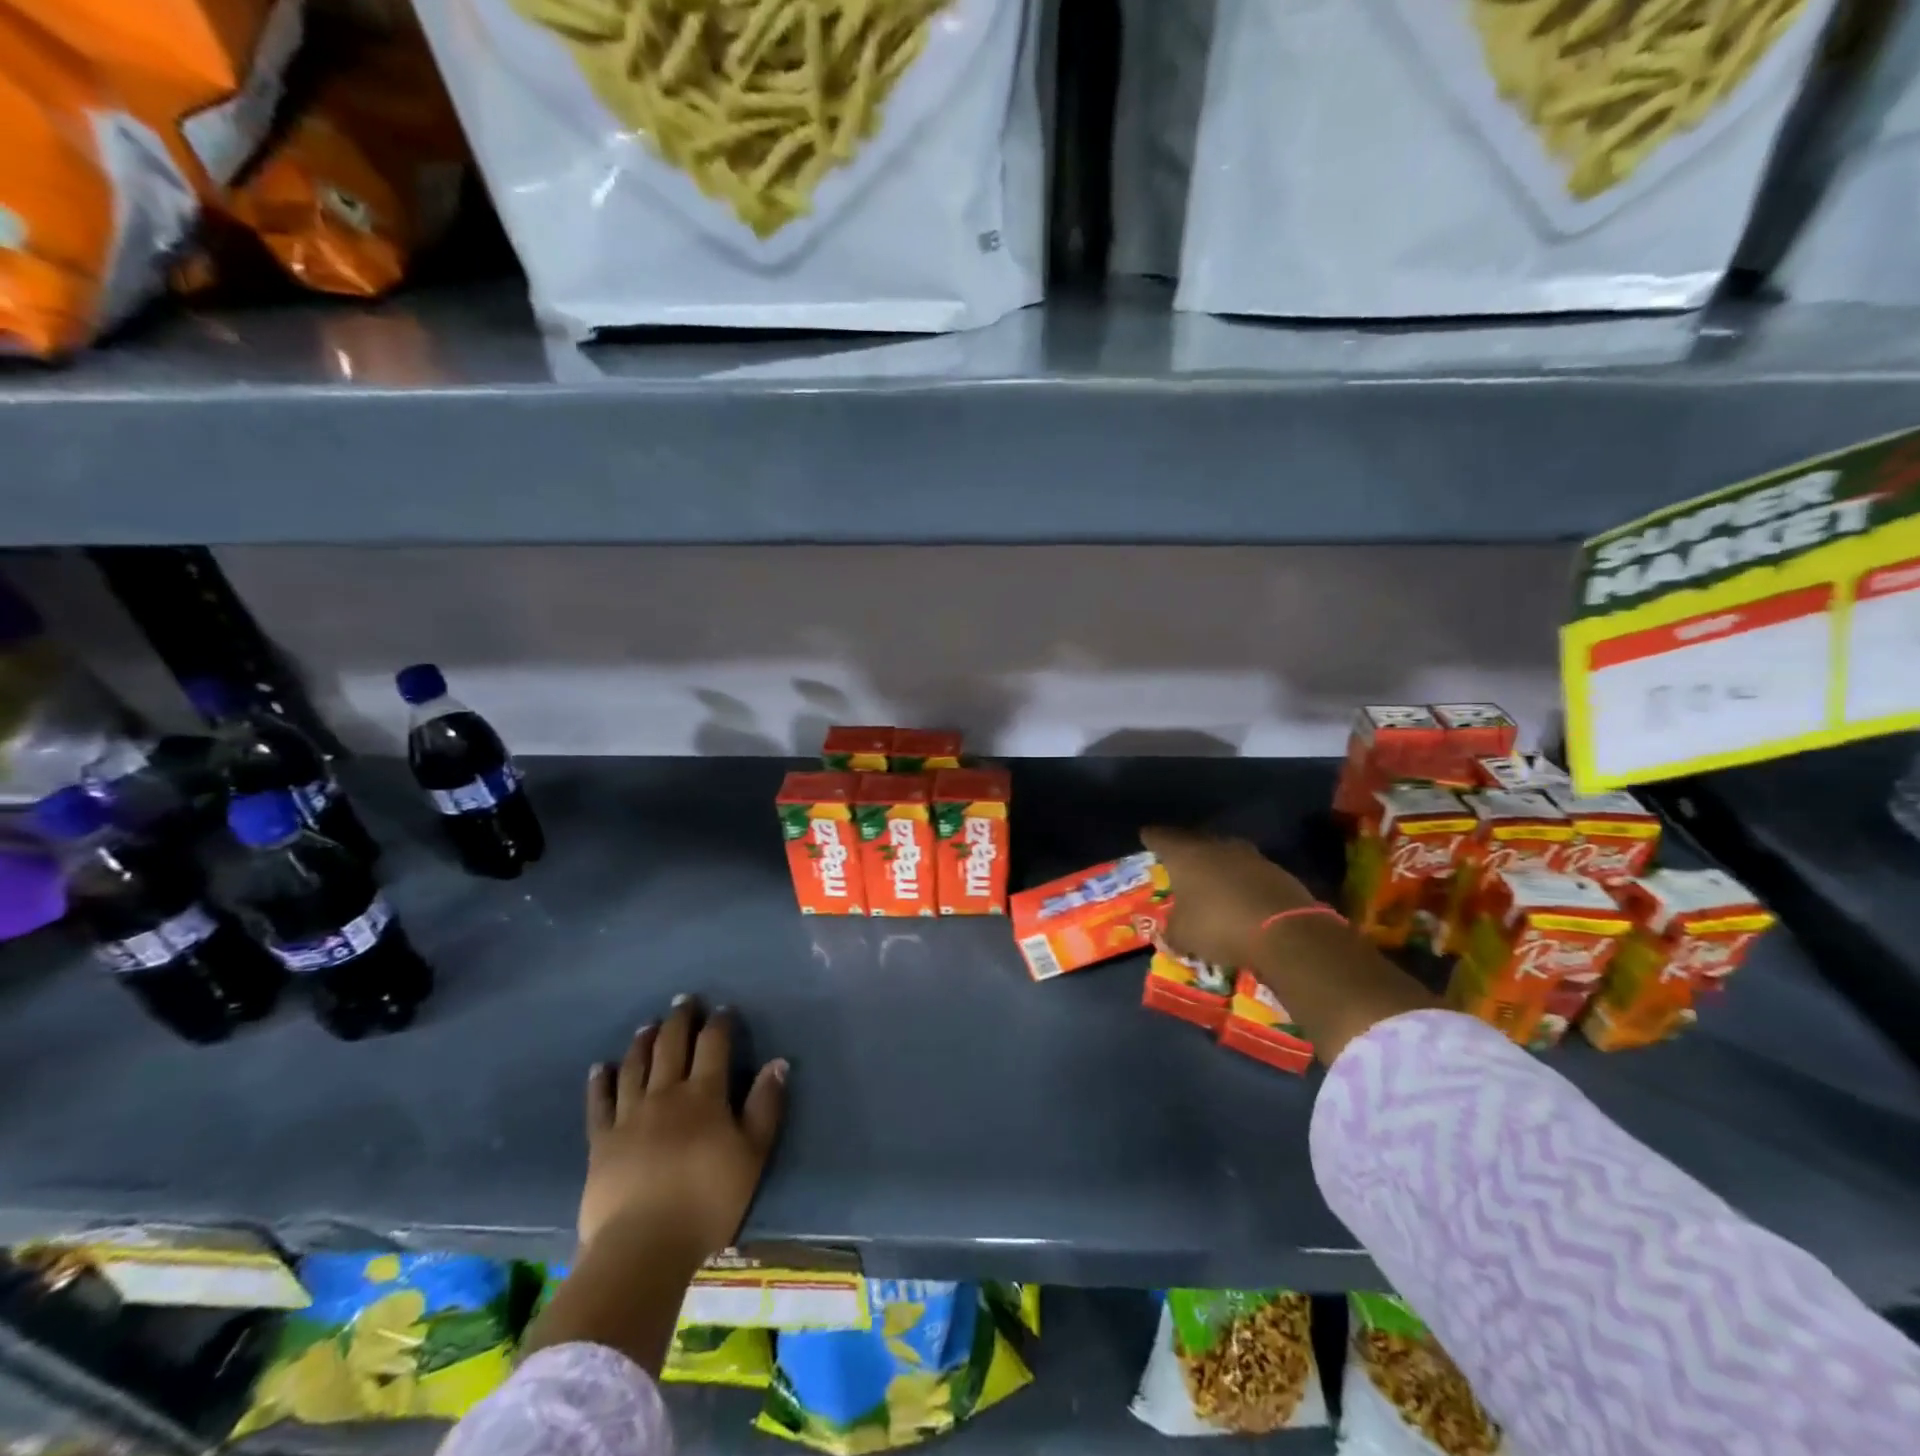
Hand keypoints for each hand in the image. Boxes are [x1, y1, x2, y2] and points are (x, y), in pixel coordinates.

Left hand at [580, 996, 787, 1260]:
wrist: (644, 1246)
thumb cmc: (708, 1201)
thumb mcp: (752, 1155)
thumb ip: (765, 1106)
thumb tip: (777, 1062)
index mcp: (704, 1095)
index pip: (713, 1045)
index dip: (719, 1024)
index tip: (723, 1009)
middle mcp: (665, 1094)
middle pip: (671, 1046)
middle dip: (679, 1020)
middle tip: (683, 1000)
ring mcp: (629, 1115)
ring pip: (636, 1066)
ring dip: (644, 1041)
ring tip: (648, 1025)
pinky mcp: (601, 1141)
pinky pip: (599, 1102)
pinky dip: (601, 1081)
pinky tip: (601, 1066)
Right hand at [1141, 825, 1316, 968]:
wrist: (1285, 932)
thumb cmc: (1218, 926)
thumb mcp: (1183, 936)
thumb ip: (1171, 930)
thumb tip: (1168, 932)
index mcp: (1185, 854)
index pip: (1160, 838)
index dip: (1151, 838)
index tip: (1146, 837)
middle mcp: (1215, 846)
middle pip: (1194, 841)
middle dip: (1185, 852)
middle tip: (1177, 862)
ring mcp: (1249, 856)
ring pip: (1224, 855)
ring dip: (1216, 866)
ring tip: (1210, 881)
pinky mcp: (1277, 871)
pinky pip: (1249, 872)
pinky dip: (1241, 882)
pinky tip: (1240, 898)